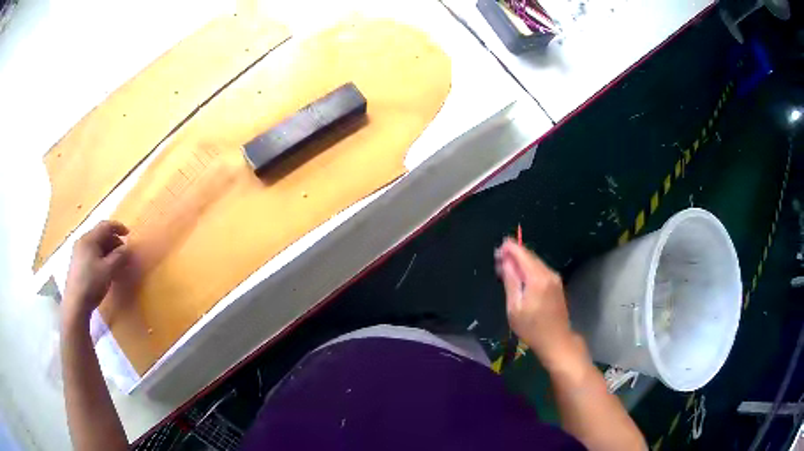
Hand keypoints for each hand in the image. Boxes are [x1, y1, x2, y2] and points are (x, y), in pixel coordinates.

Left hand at [63, 221, 129, 324]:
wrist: (76, 303)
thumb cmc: (92, 283)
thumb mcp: (108, 270)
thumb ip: (119, 257)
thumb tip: (127, 249)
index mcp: (89, 238)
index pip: (105, 226)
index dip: (118, 227)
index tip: (129, 234)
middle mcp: (82, 241)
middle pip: (100, 235)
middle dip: (114, 241)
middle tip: (124, 253)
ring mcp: (78, 252)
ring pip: (96, 245)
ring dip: (108, 250)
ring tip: (116, 262)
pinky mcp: (77, 263)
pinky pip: (91, 253)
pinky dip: (101, 256)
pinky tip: (105, 268)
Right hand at [495, 238, 578, 367]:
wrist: (556, 340)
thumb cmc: (531, 328)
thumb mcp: (514, 308)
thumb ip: (510, 282)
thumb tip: (506, 261)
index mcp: (537, 278)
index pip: (522, 254)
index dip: (510, 248)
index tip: (498, 249)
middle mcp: (548, 273)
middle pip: (530, 256)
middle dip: (514, 254)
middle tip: (498, 259)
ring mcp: (555, 278)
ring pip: (535, 262)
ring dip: (521, 262)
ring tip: (505, 268)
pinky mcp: (556, 284)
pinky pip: (540, 270)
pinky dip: (529, 269)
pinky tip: (520, 277)